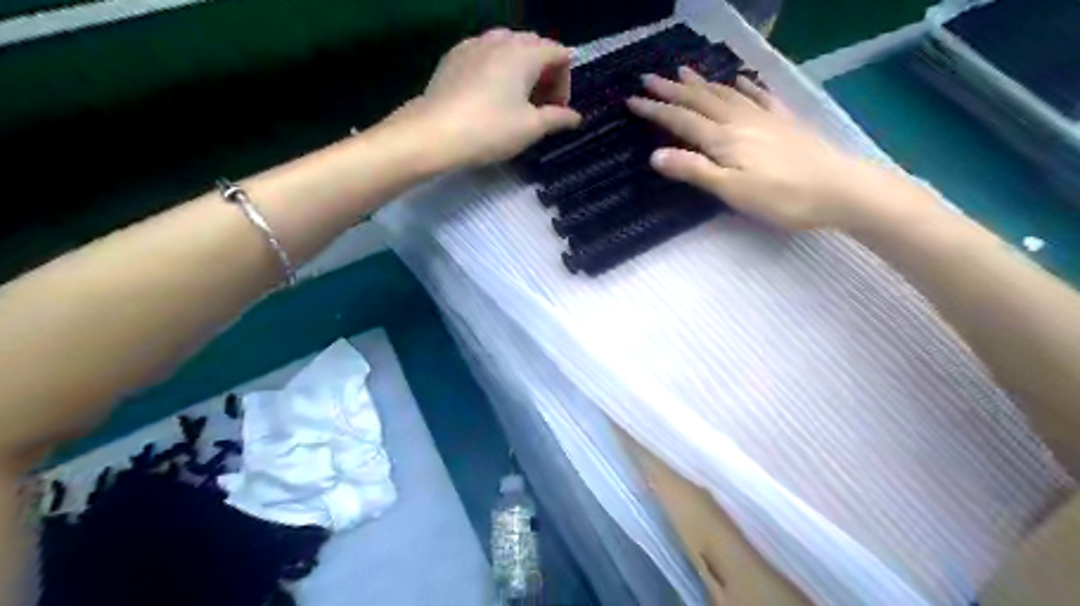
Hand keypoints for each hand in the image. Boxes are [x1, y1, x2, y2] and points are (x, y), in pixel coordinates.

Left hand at [400, 29, 582, 166]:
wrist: (434, 132)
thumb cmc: (490, 129)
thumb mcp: (531, 128)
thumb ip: (557, 118)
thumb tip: (575, 117)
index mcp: (525, 53)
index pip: (559, 53)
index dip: (565, 82)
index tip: (557, 110)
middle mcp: (501, 39)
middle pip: (535, 46)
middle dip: (544, 73)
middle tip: (540, 106)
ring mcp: (474, 44)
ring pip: (508, 47)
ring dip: (521, 69)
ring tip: (515, 99)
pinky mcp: (454, 55)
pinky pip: (485, 53)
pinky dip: (496, 68)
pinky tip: (489, 94)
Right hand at [631, 65, 933, 232]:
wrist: (840, 188)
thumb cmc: (782, 197)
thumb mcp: (732, 190)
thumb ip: (694, 170)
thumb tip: (655, 155)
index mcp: (723, 139)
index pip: (681, 120)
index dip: (656, 110)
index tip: (632, 100)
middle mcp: (740, 121)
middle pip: (700, 101)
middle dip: (672, 90)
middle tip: (650, 78)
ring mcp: (764, 118)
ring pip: (726, 94)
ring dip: (702, 83)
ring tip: (683, 71)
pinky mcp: (785, 122)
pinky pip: (760, 96)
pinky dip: (745, 86)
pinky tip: (741, 80)